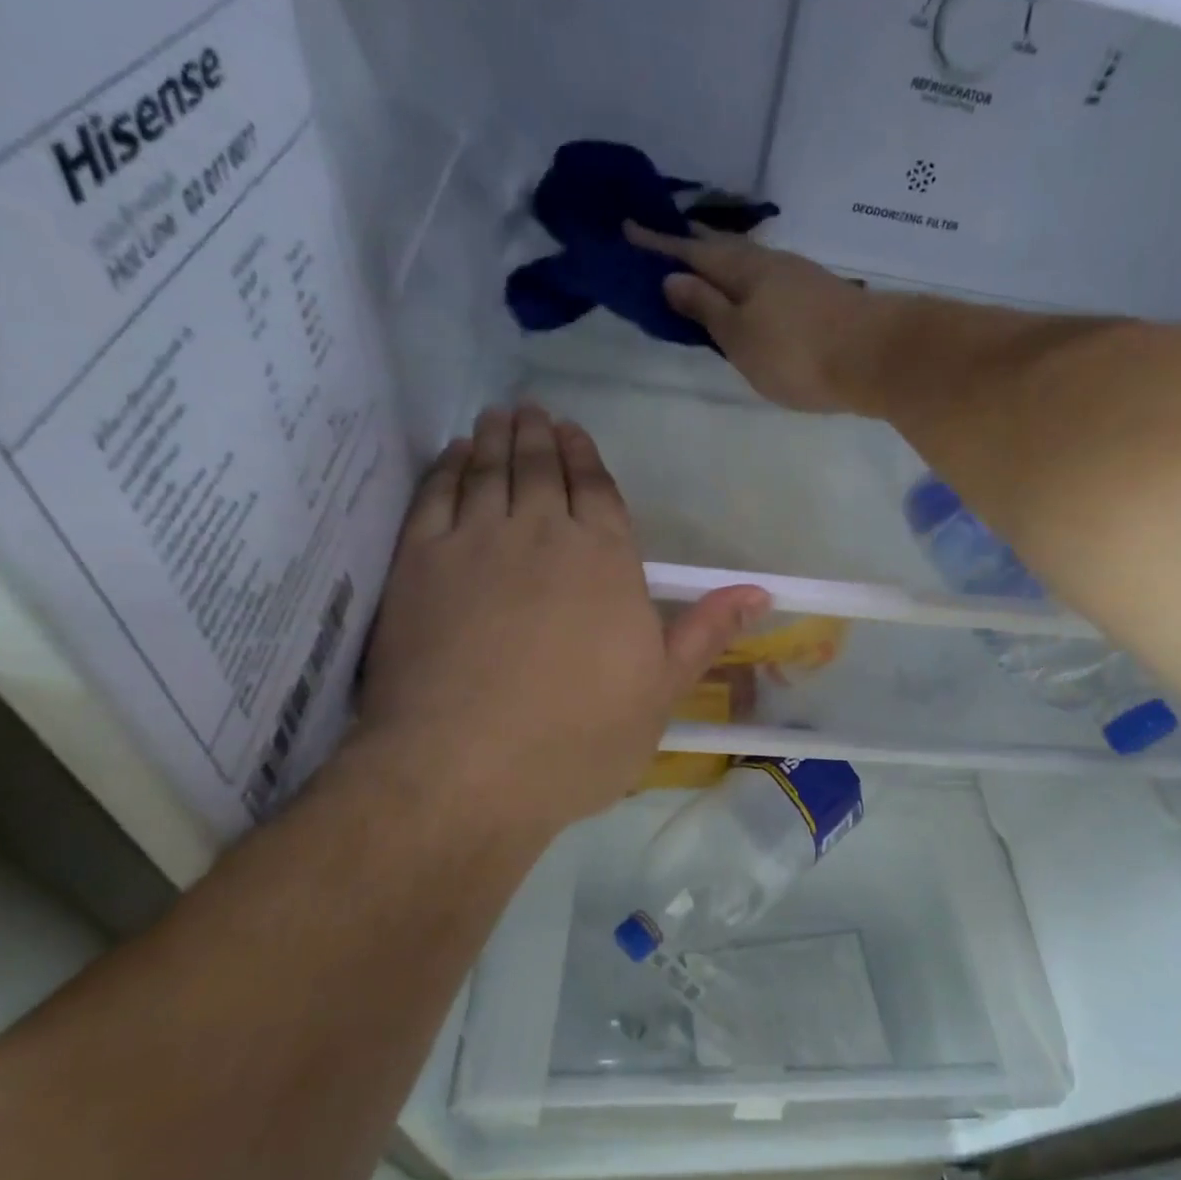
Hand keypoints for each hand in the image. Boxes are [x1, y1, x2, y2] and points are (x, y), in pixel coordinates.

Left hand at [349, 406, 766, 842]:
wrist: (465, 769)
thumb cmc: (578, 739)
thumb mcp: (661, 693)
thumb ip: (705, 632)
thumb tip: (760, 591)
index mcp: (607, 561)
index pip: (598, 492)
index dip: (587, 458)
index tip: (576, 434)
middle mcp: (544, 534)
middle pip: (543, 469)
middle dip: (541, 436)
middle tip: (535, 410)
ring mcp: (476, 542)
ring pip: (490, 470)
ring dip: (498, 438)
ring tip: (501, 417)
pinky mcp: (420, 561)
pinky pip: (436, 494)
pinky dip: (448, 467)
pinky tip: (455, 456)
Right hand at [626, 221, 883, 414]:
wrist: (877, 358)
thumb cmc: (798, 353)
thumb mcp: (741, 337)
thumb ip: (707, 309)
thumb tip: (671, 278)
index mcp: (743, 270)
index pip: (691, 252)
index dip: (659, 244)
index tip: (628, 229)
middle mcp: (770, 264)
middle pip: (723, 250)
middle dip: (691, 245)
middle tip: (664, 241)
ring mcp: (799, 278)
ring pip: (748, 263)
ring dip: (721, 261)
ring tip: (703, 267)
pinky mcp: (819, 297)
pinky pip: (768, 280)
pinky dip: (747, 281)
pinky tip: (750, 293)